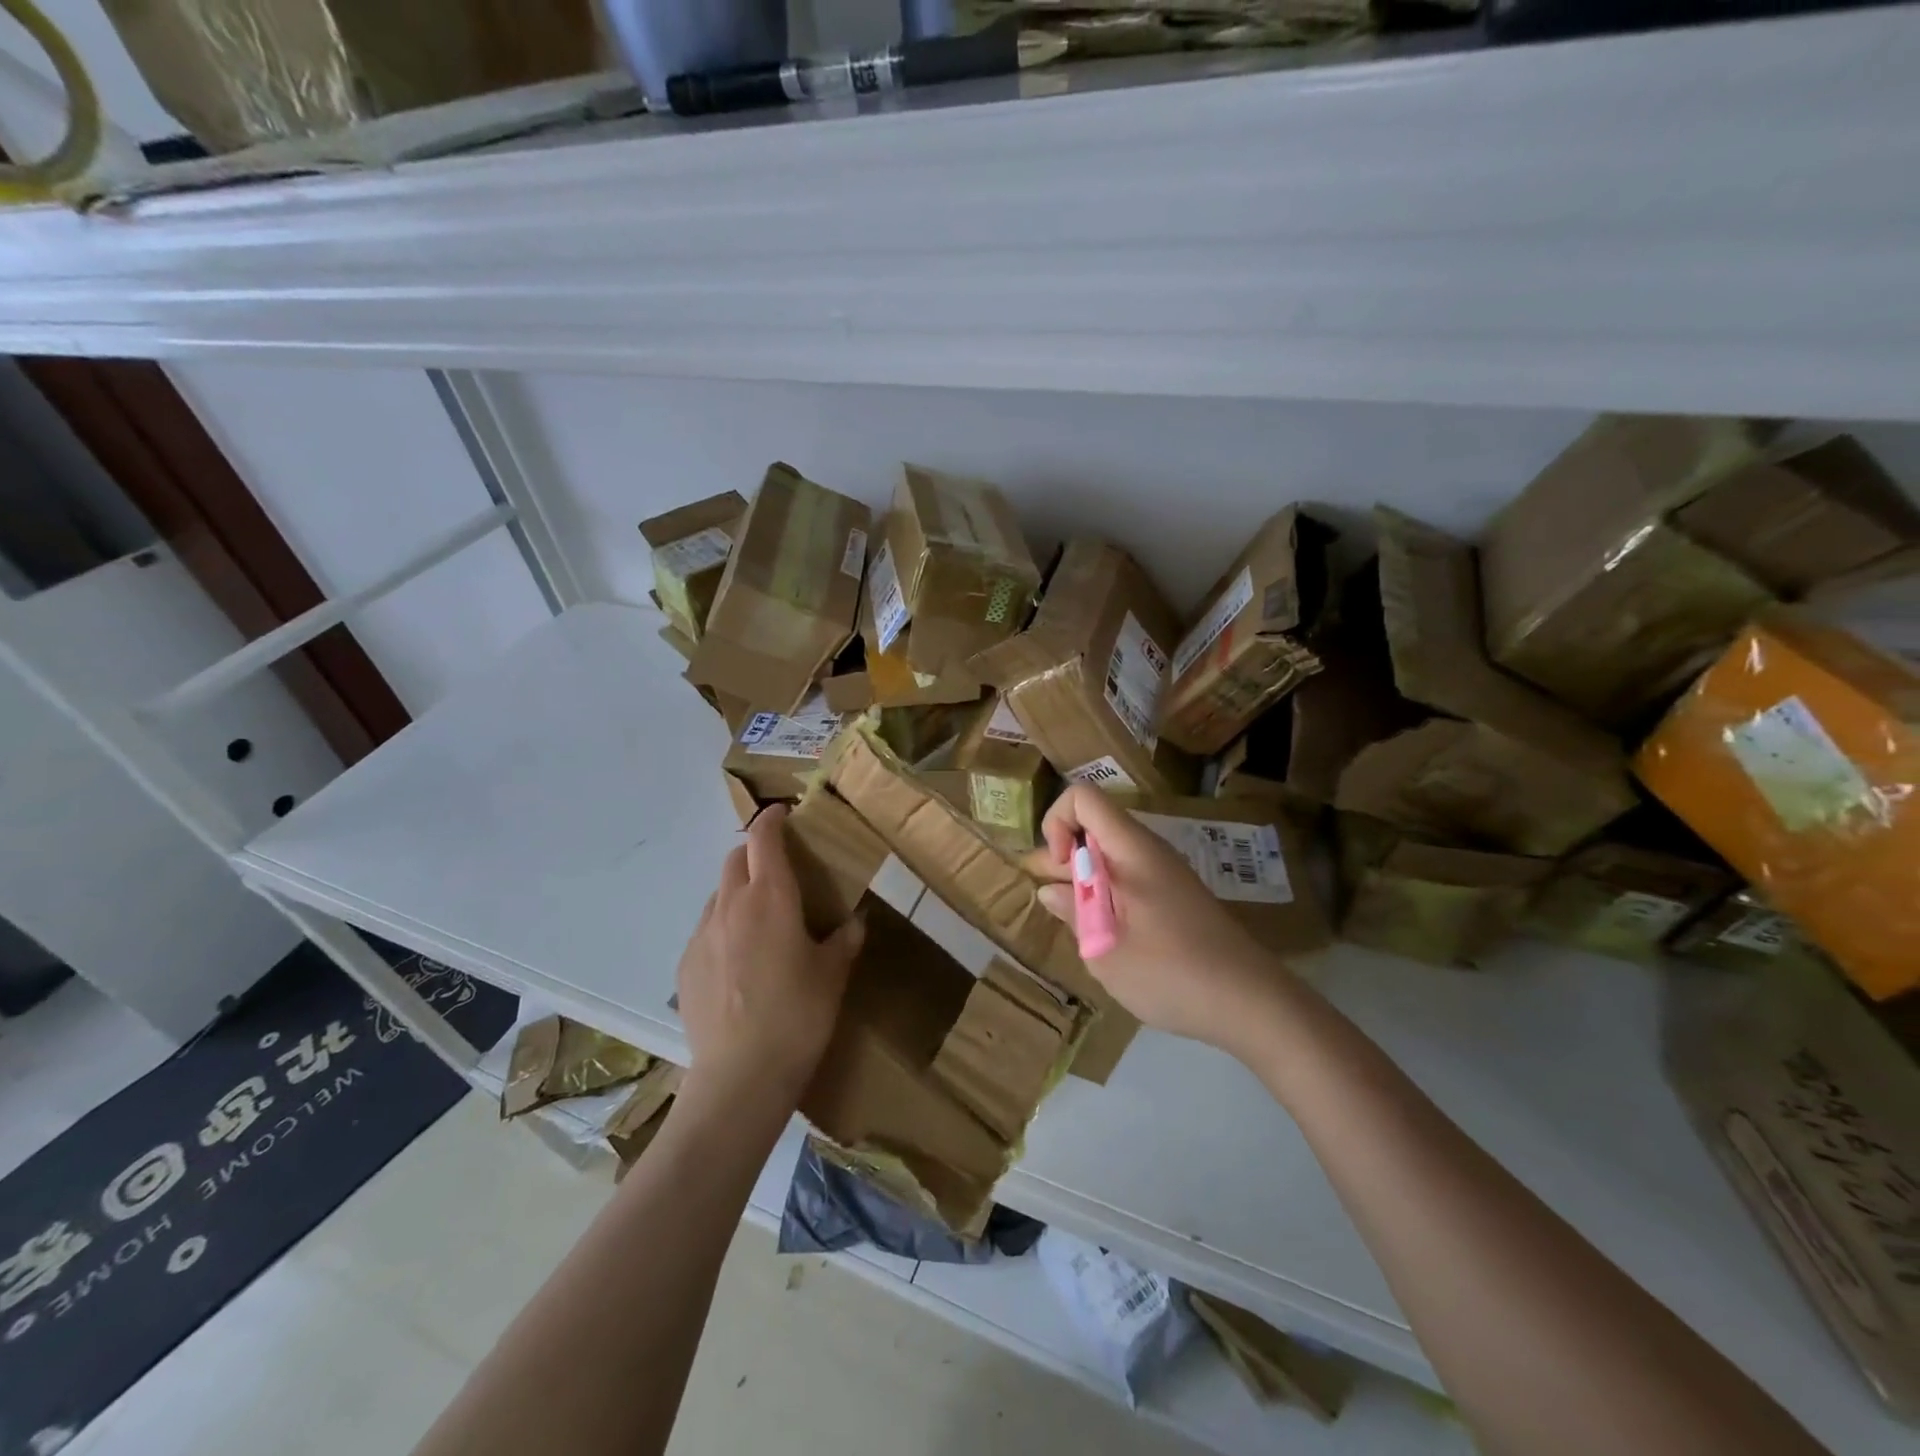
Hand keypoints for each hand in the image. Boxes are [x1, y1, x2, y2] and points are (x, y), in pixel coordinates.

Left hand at [676, 806, 862, 1103]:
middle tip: (779, 871)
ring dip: (738, 892)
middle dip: (755, 853)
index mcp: (770, 897)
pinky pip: (706, 930)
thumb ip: (844, 940)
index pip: (764, 838)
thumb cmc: (798, 1016)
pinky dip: (723, 928)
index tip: (784, 814)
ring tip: (760, 921)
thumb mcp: (833, 975)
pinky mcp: (685, 966)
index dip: (773, 819)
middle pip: (735, 859)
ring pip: (718, 894)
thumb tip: (855, 923)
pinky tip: (739, 963)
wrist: (740, 1077)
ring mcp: (701, 935)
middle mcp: (730, 906)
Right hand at [1027, 786, 1292, 1056]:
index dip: (1057, 823)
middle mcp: (1149, 851)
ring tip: (1078, 926)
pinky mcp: (1177, 897)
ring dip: (1085, 880)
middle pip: (1095, 826)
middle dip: (1065, 857)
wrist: (1253, 1002)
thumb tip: (1051, 890)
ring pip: (1112, 854)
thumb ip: (1074, 913)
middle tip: (1056, 904)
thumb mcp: (1106, 951)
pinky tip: (1110, 936)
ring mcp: (1167, 873)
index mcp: (1132, 850)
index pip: (1083, 798)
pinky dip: (1109, 895)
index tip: (1058, 869)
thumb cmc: (1172, 974)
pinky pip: (1131, 877)